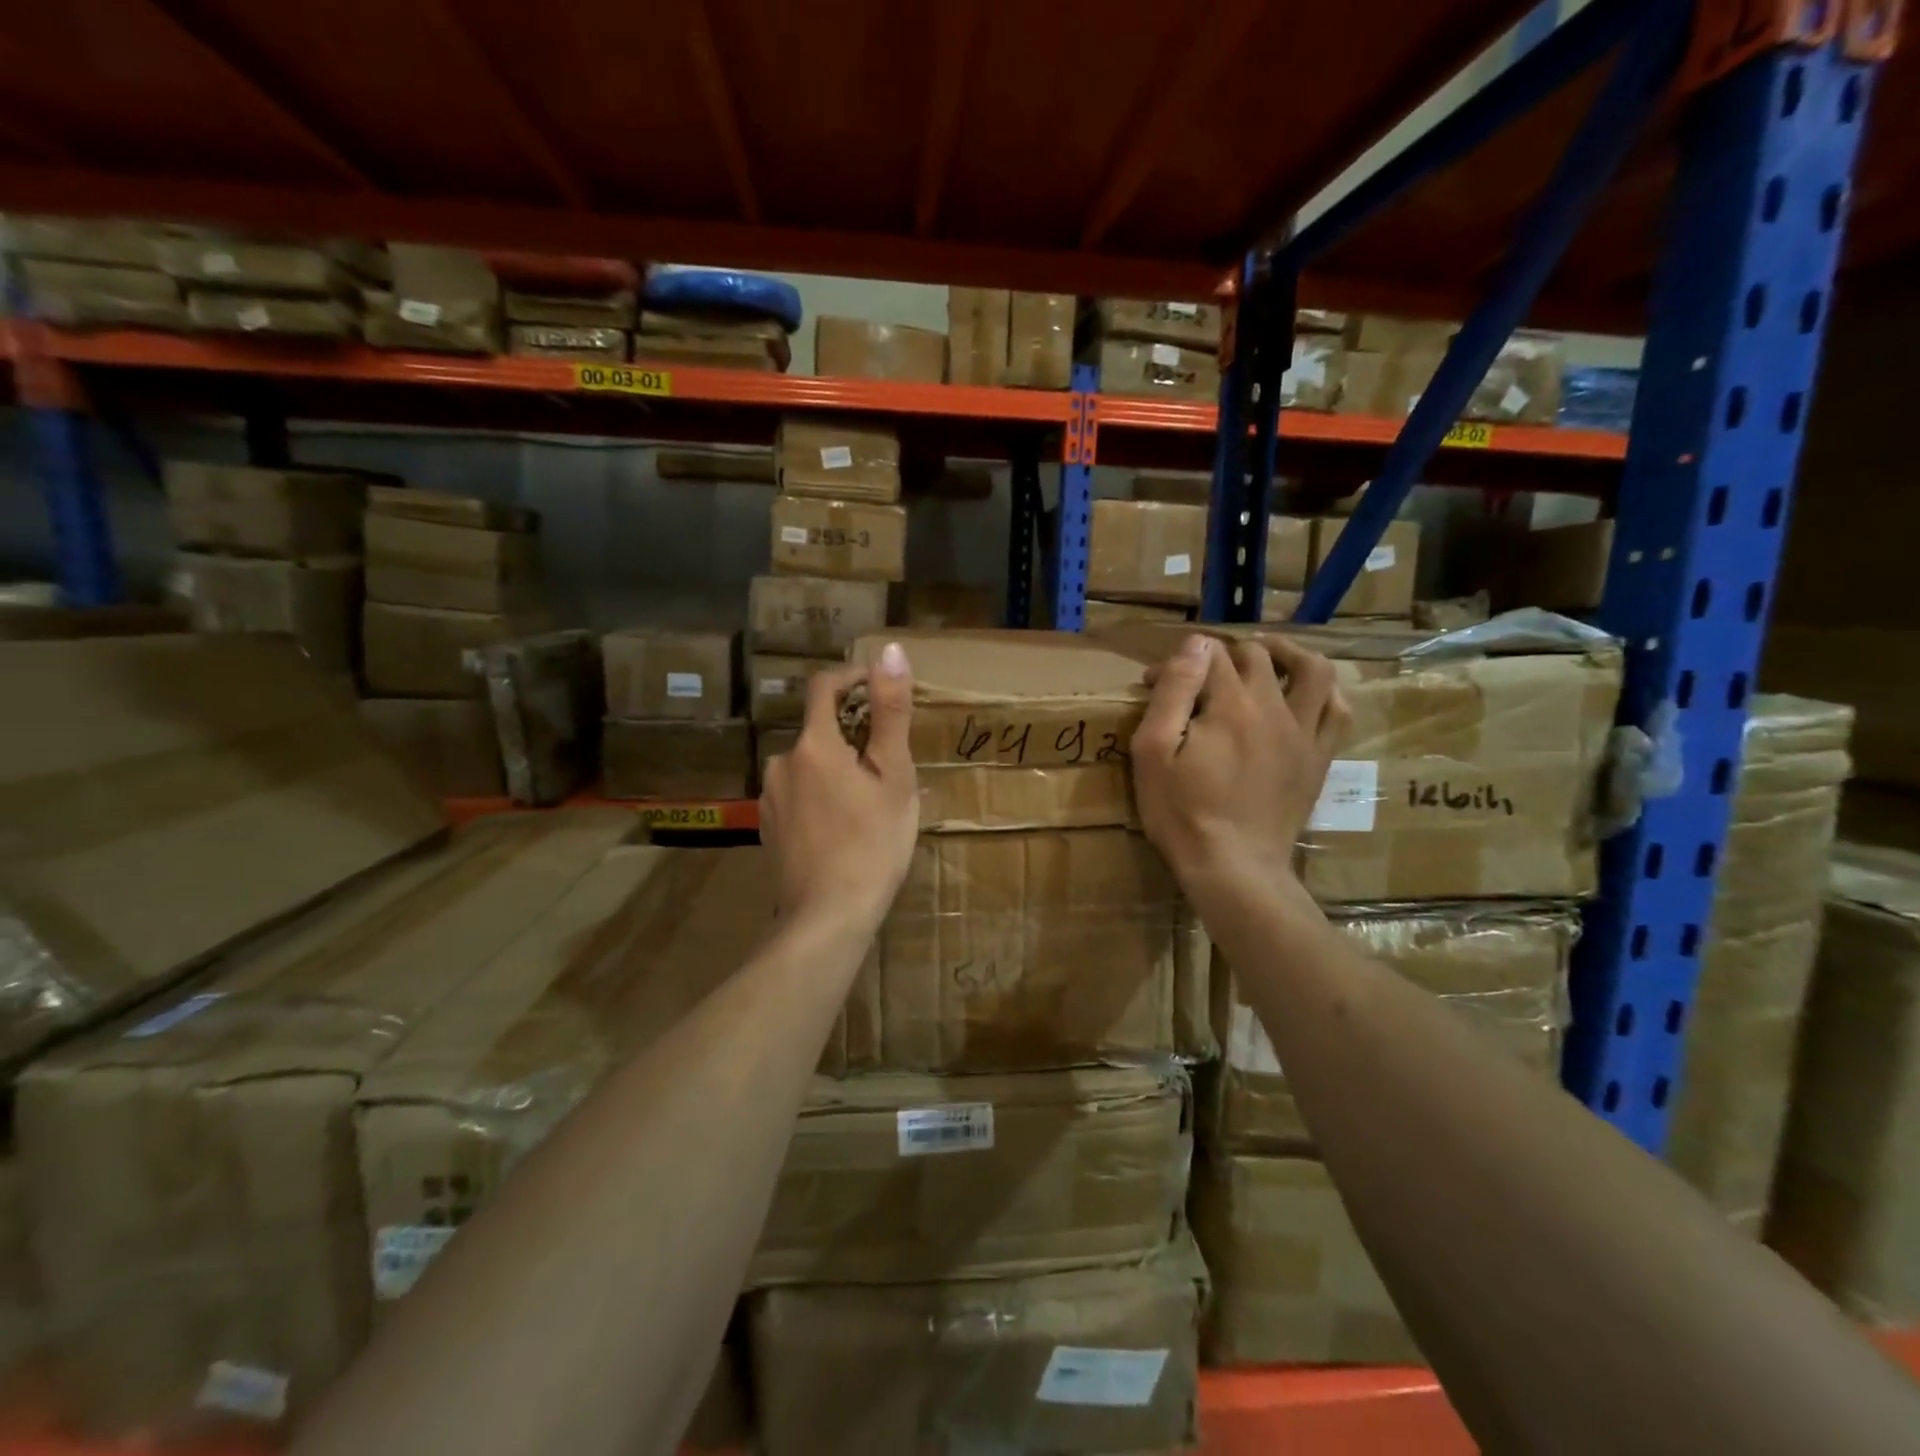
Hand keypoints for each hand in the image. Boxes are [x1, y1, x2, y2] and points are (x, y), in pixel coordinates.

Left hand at [758, 642, 918, 933]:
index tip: (879, 687)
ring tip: (869, 801)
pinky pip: (798, 794)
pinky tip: (842, 827)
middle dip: (852, 735)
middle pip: (819, 730)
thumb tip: (890, 651)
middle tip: (888, 766)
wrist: (828, 917)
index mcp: (814, 745)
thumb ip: (890, 711)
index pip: (824, 686)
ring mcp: (770, 797)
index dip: (852, 677)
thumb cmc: (873, 844)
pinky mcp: (767, 826)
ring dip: (836, 768)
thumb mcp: (894, 776)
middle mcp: (781, 762)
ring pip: (809, 765)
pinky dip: (821, 795)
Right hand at [1130, 633, 1349, 896]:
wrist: (1233, 867)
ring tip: (1264, 656)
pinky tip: (1304, 695)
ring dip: (1287, 653)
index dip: (1177, 661)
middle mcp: (1274, 707)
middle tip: (1196, 678)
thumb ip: (1174, 691)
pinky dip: (1324, 691)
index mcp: (1230, 704)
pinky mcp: (1319, 758)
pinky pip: (1337, 711)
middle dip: (1221, 655)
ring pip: (1312, 670)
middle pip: (1255, 656)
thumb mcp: (1153, 751)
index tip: (1153, 683)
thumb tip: (1196, 644)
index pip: (1207, 656)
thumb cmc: (1182, 812)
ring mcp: (1304, 733)